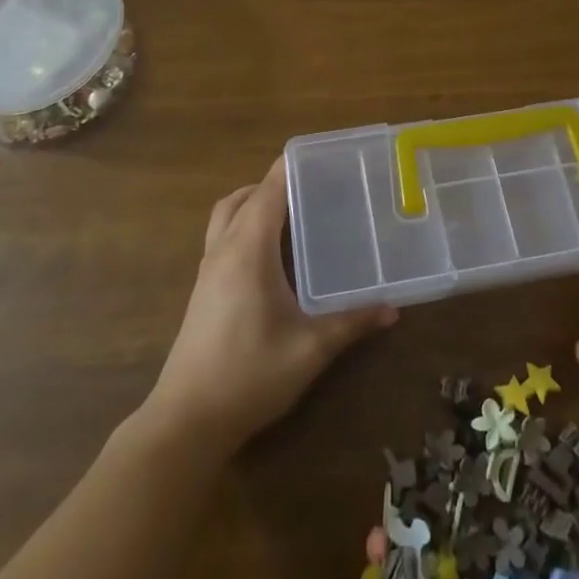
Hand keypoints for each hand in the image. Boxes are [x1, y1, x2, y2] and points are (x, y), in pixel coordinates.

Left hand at [148, 159, 396, 449]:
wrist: (186, 421)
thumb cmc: (249, 374)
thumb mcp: (310, 349)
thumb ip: (351, 322)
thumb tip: (392, 309)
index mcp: (248, 249)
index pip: (269, 190)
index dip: (292, 167)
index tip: (323, 157)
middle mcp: (223, 249)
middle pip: (244, 196)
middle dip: (275, 184)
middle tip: (314, 188)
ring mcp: (208, 270)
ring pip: (226, 215)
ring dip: (254, 203)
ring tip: (293, 216)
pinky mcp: (202, 290)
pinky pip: (222, 237)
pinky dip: (244, 227)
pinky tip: (272, 256)